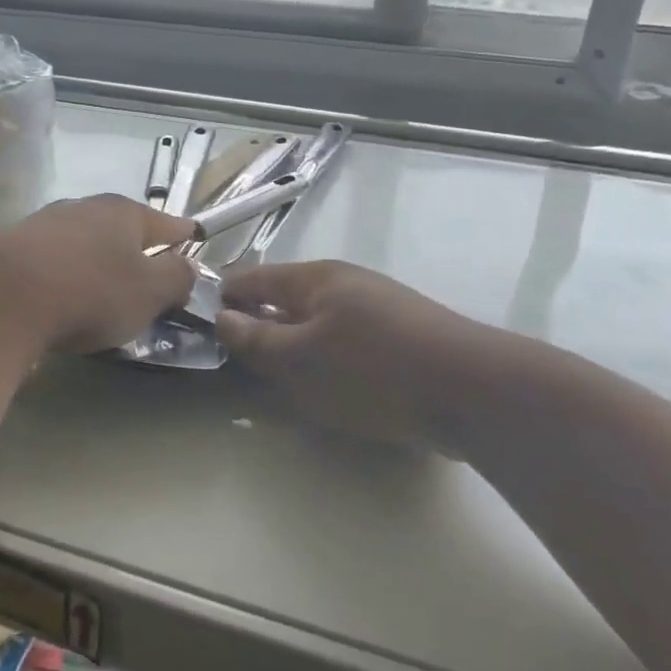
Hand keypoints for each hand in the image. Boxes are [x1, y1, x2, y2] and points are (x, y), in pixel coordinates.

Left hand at [0, 195, 197, 353]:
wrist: (0, 298)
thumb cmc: (90, 291)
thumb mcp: (149, 293)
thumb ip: (176, 278)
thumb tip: (186, 267)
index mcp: (123, 212)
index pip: (165, 222)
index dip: (182, 233)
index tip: (193, 237)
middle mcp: (83, 207)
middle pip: (120, 228)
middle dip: (135, 248)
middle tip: (146, 274)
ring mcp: (43, 224)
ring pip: (82, 241)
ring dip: (95, 260)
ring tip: (101, 289)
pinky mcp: (10, 248)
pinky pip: (51, 260)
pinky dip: (62, 274)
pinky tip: (60, 295)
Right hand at [216, 260, 542, 447]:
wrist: (474, 392)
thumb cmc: (372, 370)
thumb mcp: (299, 360)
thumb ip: (254, 339)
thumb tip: (221, 316)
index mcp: (314, 278)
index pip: (250, 278)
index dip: (220, 299)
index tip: (195, 327)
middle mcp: (344, 284)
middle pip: (283, 300)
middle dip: (257, 330)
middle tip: (237, 368)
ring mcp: (375, 308)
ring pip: (314, 325)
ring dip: (292, 350)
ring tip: (280, 385)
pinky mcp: (399, 337)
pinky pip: (344, 343)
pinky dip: (326, 362)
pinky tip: (329, 390)